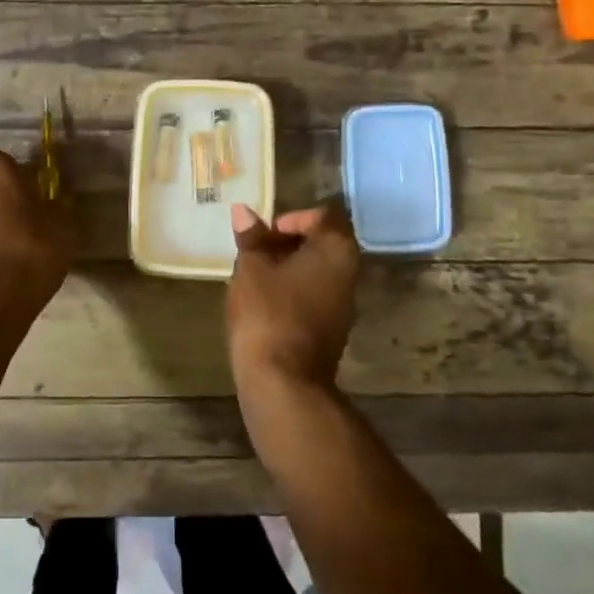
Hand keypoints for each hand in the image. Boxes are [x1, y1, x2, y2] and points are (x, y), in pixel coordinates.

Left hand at [0, 150, 74, 330]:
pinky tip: (0, 268)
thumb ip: (60, 206)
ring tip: (16, 251)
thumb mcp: (65, 226)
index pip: (12, 164)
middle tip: (31, 224)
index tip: (43, 202)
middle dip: (6, 200)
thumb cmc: (29, 252)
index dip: (29, 182)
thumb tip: (55, 203)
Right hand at [225, 202, 361, 398]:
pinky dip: (292, 290)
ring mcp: (344, 304)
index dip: (292, 218)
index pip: (323, 216)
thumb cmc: (268, 312)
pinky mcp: (332, 329)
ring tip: (254, 275)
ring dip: (288, 267)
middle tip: (255, 252)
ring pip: (317, 271)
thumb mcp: (251, 267)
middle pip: (322, 243)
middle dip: (287, 243)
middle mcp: (349, 273)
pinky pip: (314, 295)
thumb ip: (251, 237)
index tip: (264, 233)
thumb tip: (243, 211)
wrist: (283, 381)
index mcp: (337, 250)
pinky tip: (264, 301)